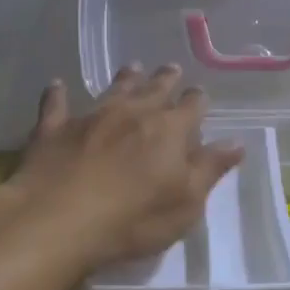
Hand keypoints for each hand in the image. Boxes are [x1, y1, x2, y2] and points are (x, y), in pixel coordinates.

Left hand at [4, 66, 243, 271]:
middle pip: (155, 89)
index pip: (191, 106)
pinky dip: (57, 94)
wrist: (56, 221)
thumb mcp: (186, 203)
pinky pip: (56, 104)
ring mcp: (91, 117)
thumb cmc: (133, 219)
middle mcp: (133, 113)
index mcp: (169, 130)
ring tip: (133, 68)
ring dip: (125, 78)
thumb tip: (237, 141)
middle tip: (171, 69)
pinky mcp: (53, 130)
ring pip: (113, 89)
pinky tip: (56, 85)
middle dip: (166, 79)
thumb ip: (210, 169)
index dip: (197, 100)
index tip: (200, 95)